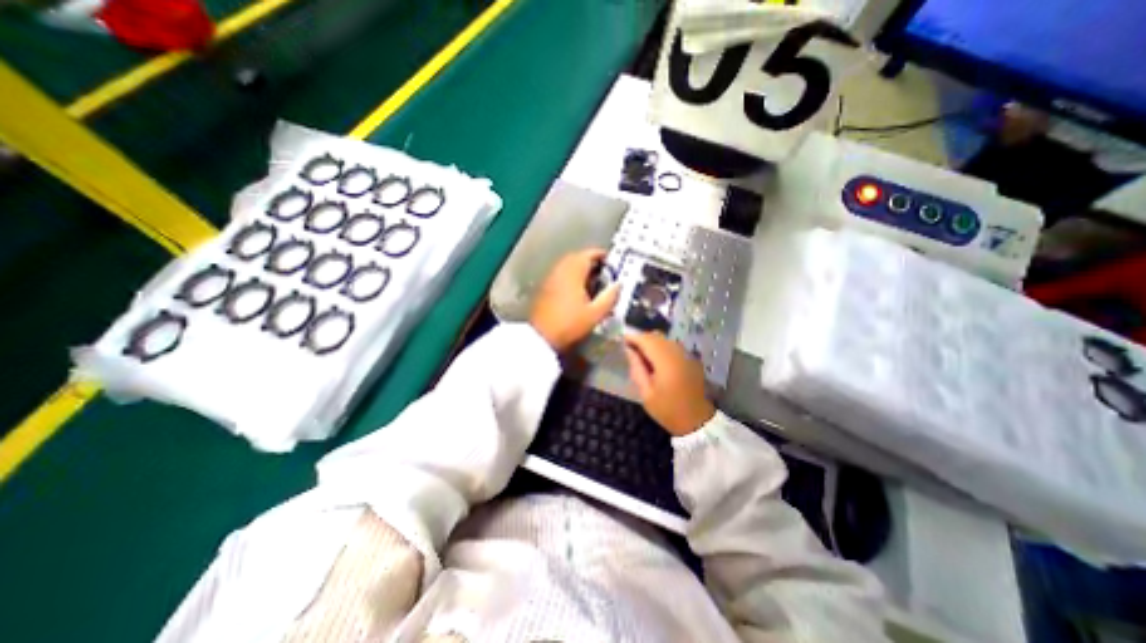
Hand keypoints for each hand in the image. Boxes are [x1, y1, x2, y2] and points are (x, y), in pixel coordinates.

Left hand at [532, 248, 623, 350]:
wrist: (541, 337)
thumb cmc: (569, 324)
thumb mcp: (596, 313)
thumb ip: (610, 297)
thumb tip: (618, 285)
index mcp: (573, 272)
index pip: (588, 254)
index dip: (601, 255)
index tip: (610, 262)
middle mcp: (560, 271)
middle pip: (577, 257)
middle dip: (591, 261)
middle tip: (603, 272)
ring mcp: (550, 279)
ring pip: (567, 266)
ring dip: (580, 269)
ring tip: (592, 282)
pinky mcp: (544, 288)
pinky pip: (560, 275)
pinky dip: (570, 277)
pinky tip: (577, 291)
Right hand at [624, 332, 712, 436]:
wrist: (697, 421)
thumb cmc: (668, 410)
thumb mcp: (646, 394)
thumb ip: (637, 369)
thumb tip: (629, 350)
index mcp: (666, 362)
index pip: (647, 340)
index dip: (633, 337)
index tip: (622, 340)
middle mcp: (677, 353)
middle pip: (657, 336)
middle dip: (642, 339)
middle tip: (630, 349)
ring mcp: (687, 355)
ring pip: (665, 339)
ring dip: (652, 342)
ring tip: (642, 355)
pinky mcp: (691, 359)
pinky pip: (673, 346)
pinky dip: (662, 347)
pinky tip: (656, 360)